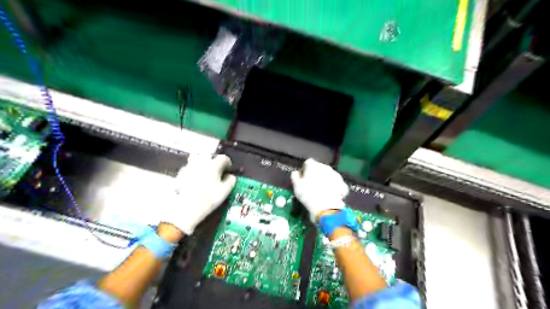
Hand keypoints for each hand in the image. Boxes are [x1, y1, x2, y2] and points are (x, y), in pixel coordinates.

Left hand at [168, 154, 235, 233]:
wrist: (186, 208)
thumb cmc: (209, 199)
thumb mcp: (225, 191)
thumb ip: (231, 181)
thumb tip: (231, 176)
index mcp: (214, 165)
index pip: (223, 158)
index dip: (227, 163)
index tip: (228, 170)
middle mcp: (201, 162)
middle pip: (209, 155)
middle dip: (214, 161)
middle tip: (216, 170)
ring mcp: (189, 167)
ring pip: (197, 158)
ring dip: (202, 162)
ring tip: (205, 171)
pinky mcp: (180, 174)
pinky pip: (189, 167)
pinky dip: (193, 169)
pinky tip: (194, 179)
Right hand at [288, 159, 347, 221]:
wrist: (326, 208)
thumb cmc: (308, 195)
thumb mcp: (296, 186)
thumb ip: (295, 176)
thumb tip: (296, 173)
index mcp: (313, 166)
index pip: (307, 163)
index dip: (304, 170)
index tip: (302, 179)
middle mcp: (325, 167)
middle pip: (319, 168)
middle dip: (316, 174)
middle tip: (312, 185)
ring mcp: (336, 175)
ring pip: (328, 175)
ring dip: (325, 180)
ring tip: (322, 191)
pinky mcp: (343, 184)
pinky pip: (336, 184)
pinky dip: (334, 187)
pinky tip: (331, 195)